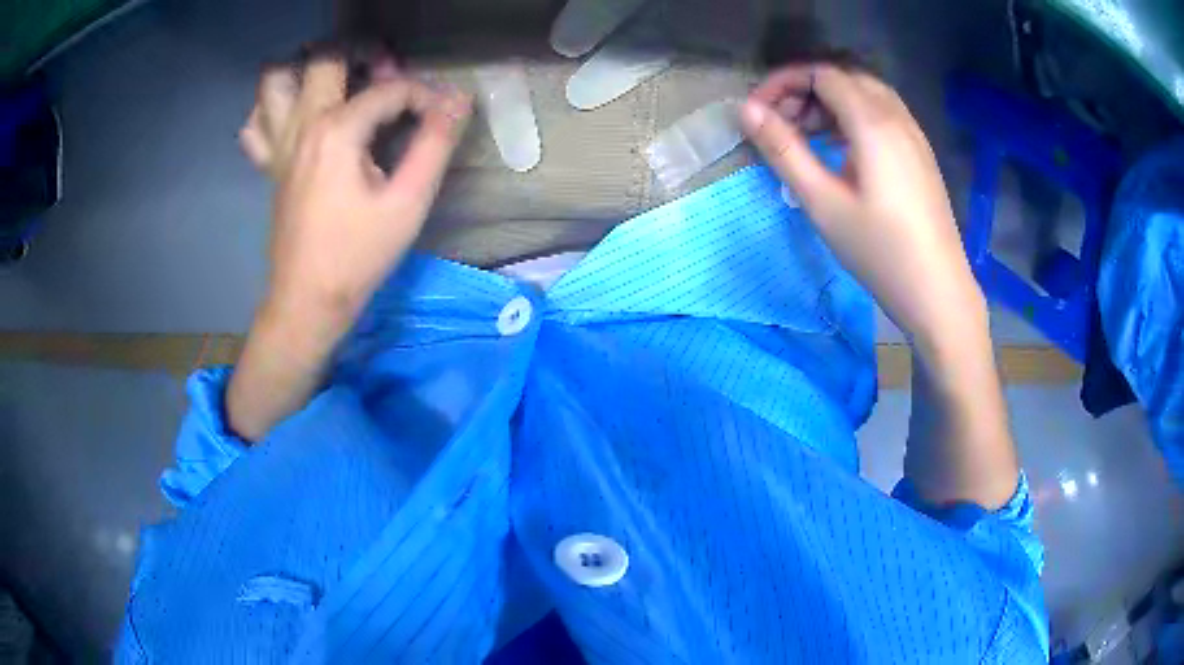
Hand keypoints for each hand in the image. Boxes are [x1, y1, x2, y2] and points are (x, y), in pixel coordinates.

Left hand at [239, 57, 471, 338]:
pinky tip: (296, 116)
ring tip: (334, 79)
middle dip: (362, 52)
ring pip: (275, 80)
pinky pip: (257, 122)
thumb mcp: (408, 202)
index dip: (423, 94)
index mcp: (336, 131)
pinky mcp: (270, 165)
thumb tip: (457, 100)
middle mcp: (301, 125)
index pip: (388, 88)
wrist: (307, 302)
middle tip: (388, 71)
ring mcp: (278, 144)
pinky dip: (272, 107)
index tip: (443, 115)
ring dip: (304, 68)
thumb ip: (435, 144)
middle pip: (324, 58)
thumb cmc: (358, 255)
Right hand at [740, 65, 986, 350]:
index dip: (784, 82)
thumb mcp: (823, 203)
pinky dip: (854, 115)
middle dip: (806, 89)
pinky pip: (883, 113)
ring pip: (866, 93)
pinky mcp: (920, 153)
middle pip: (844, 77)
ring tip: (807, 133)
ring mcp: (913, 134)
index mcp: (873, 122)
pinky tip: (841, 146)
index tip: (758, 110)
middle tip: (780, 123)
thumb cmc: (879, 251)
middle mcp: (896, 116)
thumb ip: (784, 151)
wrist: (937, 290)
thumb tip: (747, 110)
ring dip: (831, 101)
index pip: (822, 74)